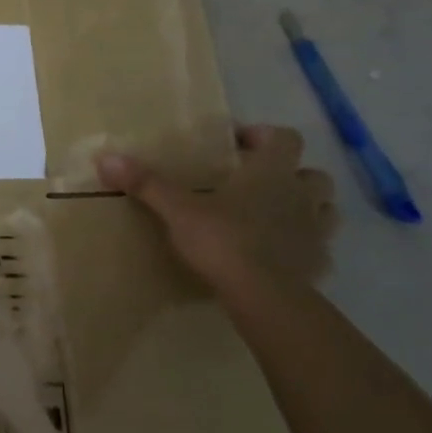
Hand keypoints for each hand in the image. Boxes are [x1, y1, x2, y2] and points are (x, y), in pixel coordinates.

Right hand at [96, 124, 337, 295]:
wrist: (264, 297)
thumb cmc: (223, 240)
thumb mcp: (177, 209)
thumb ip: (146, 183)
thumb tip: (105, 158)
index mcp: (271, 173)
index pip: (284, 138)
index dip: (264, 136)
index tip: (238, 144)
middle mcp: (300, 197)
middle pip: (314, 174)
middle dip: (293, 175)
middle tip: (259, 183)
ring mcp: (316, 234)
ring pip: (326, 211)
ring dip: (307, 209)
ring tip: (275, 217)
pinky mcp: (319, 267)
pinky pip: (320, 251)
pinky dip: (306, 249)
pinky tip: (283, 257)